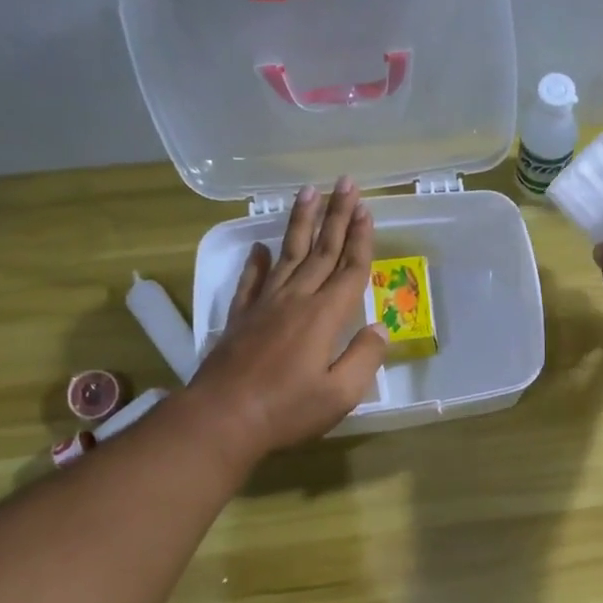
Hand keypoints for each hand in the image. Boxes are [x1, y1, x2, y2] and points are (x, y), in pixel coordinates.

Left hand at [189, 178, 385, 461]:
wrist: (222, 418)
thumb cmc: (287, 409)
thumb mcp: (340, 394)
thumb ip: (364, 358)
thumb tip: (380, 328)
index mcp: (324, 316)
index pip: (349, 269)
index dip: (361, 239)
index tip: (367, 210)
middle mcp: (296, 300)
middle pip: (321, 251)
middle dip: (337, 216)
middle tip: (345, 183)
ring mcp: (265, 305)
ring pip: (288, 254)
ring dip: (301, 223)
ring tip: (308, 193)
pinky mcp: (241, 318)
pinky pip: (252, 281)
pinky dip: (257, 262)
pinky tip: (260, 246)